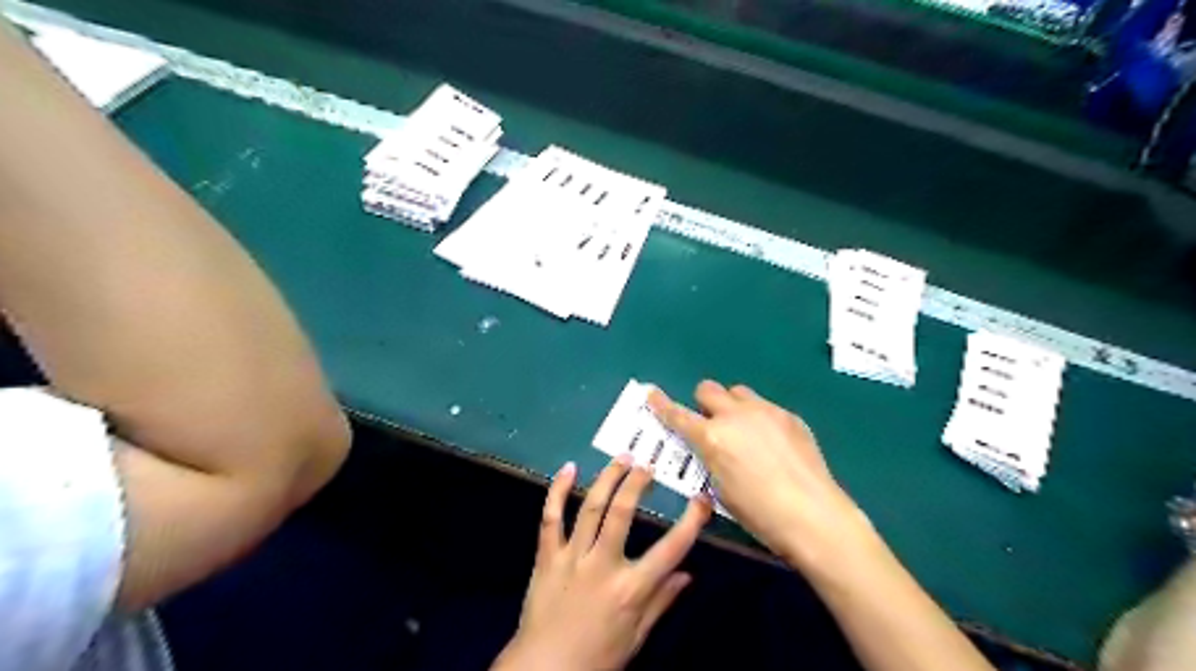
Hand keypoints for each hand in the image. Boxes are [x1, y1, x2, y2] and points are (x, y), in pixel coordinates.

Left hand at [493, 454, 708, 666]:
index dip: (690, 522)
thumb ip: (661, 602)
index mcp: (630, 589)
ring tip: (621, 459)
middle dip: (636, 483)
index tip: (702, 499)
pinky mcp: (547, 556)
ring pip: (590, 508)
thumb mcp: (637, 637)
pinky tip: (567, 469)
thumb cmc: (596, 658)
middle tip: (646, 465)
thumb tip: (688, 575)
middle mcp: (602, 566)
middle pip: (621, 513)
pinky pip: (551, 518)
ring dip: (607, 479)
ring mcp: (571, 558)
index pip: (670, 550)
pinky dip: (557, 491)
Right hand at [645, 384, 871, 570]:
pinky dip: (759, 418)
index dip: (661, 405)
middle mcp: (736, 416)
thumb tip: (712, 449)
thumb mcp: (722, 491)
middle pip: (708, 389)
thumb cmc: (760, 514)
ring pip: (738, 393)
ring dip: (732, 406)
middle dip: (704, 404)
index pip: (678, 415)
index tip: (651, 394)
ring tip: (744, 431)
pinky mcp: (789, 416)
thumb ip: (711, 460)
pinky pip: (765, 407)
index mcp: (713, 438)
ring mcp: (765, 411)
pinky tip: (773, 444)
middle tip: (711, 424)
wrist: (815, 516)